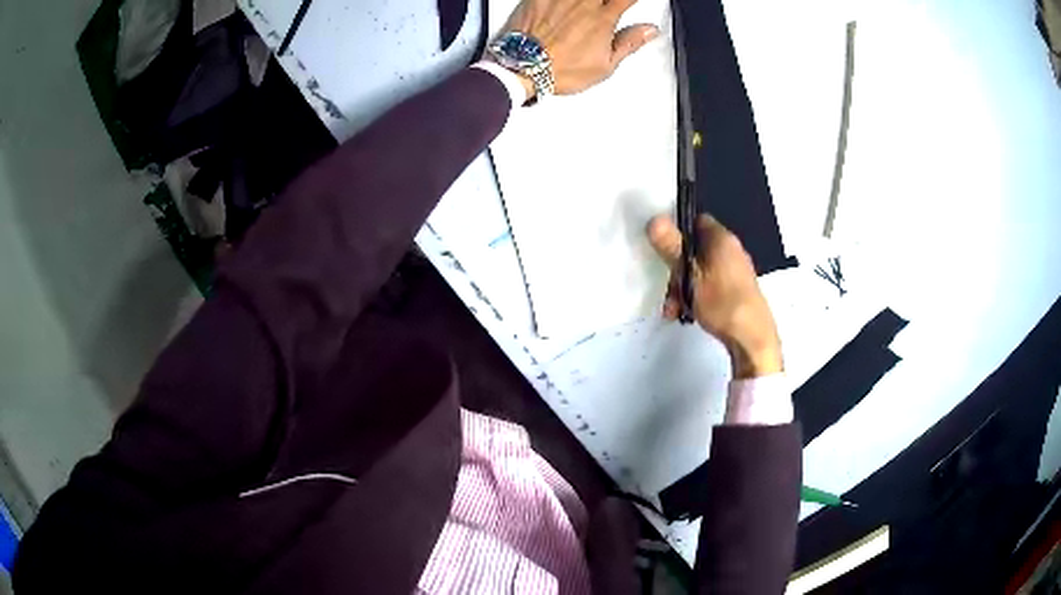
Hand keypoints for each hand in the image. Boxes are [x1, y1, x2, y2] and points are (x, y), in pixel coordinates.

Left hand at [503, 0, 659, 94]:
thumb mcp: (605, 66)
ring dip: (587, 0)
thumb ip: (629, 43)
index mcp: (602, 18)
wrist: (521, 68)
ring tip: (586, 8)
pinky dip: (562, 0)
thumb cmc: (559, 69)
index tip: (633, 1)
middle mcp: (583, 3)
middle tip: (608, 6)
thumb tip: (650, 31)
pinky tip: (565, 5)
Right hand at [647, 214, 783, 379]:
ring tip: (674, 309)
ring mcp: (735, 271)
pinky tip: (687, 313)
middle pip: (695, 249)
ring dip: (683, 287)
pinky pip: (710, 284)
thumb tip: (654, 219)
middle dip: (677, 269)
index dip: (677, 231)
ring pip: (700, 270)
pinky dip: (697, 295)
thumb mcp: (690, 274)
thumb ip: (672, 247)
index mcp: (722, 239)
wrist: (751, 338)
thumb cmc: (721, 303)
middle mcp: (731, 250)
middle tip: (667, 290)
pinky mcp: (737, 290)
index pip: (696, 221)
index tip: (662, 248)